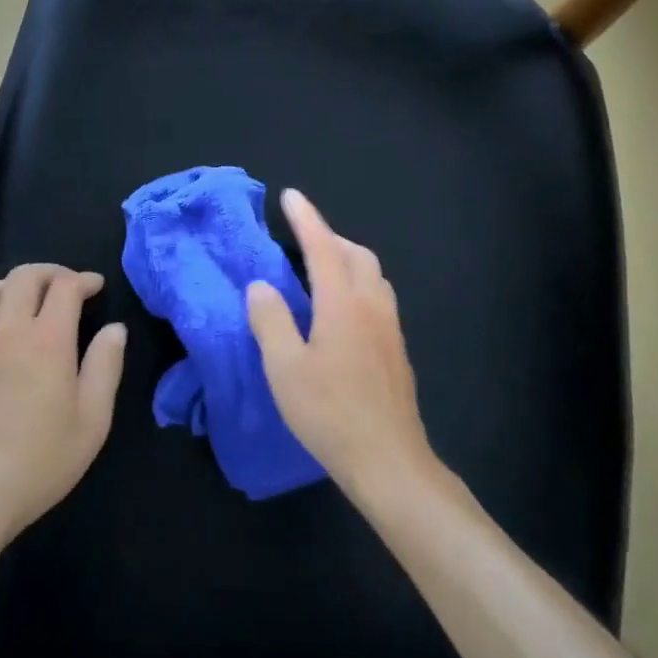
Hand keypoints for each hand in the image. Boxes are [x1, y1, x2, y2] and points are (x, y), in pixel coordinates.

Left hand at [0, 264, 126, 543]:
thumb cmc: (40, 460)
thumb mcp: (92, 420)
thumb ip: (106, 367)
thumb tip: (114, 329)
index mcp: (48, 339)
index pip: (65, 286)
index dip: (83, 279)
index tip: (96, 287)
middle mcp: (9, 331)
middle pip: (24, 276)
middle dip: (50, 273)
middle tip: (66, 287)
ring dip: (11, 285)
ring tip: (26, 302)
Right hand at [247, 190, 434, 498]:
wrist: (389, 461)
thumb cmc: (330, 413)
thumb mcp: (285, 368)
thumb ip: (271, 320)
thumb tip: (261, 285)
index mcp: (342, 302)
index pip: (322, 246)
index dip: (306, 218)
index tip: (291, 196)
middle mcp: (371, 305)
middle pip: (356, 254)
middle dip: (329, 237)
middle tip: (301, 237)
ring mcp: (390, 327)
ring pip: (372, 274)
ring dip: (347, 258)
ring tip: (321, 268)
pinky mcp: (396, 349)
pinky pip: (378, 296)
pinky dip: (358, 282)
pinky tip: (342, 309)